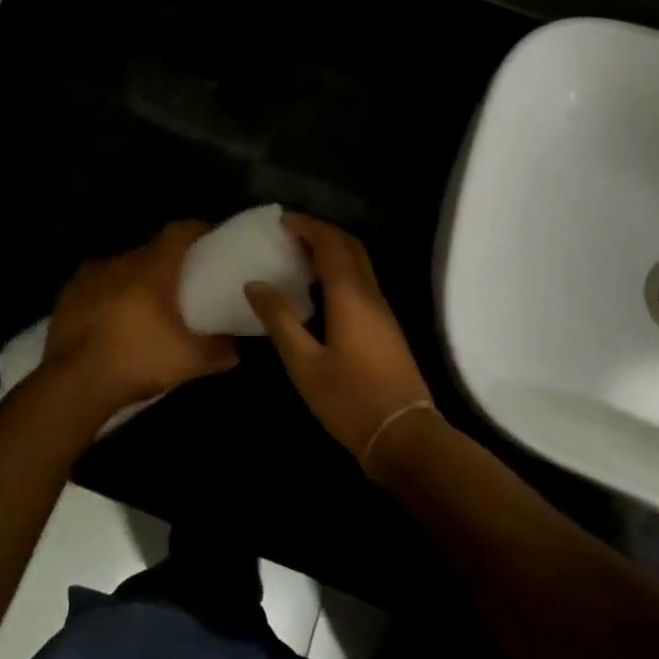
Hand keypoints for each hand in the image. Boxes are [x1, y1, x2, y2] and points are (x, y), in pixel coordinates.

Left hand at [42, 221, 237, 415]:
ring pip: (122, 266)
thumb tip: (237, 347)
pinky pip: (97, 283)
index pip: (178, 232)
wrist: (73, 382)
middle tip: (182, 281)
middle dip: (167, 260)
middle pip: (150, 249)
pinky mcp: (68, 294)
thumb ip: (219, 350)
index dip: (197, 231)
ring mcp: (90, 275)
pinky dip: (109, 292)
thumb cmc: (136, 360)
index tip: (210, 241)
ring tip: (146, 301)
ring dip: (136, 277)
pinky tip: (113, 315)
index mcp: (152, 268)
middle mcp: (121, 261)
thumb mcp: (189, 361)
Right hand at [245, 215, 433, 470]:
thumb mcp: (304, 363)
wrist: (404, 435)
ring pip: (359, 263)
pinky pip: (362, 281)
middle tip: (289, 235)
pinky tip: (320, 290)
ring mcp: (382, 310)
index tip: (281, 222)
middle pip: (349, 246)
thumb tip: (255, 283)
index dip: (307, 226)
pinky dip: (340, 270)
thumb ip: (279, 320)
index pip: (330, 243)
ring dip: (332, 250)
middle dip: (321, 233)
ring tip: (299, 257)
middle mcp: (370, 293)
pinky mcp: (386, 326)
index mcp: (349, 295)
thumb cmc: (349, 400)